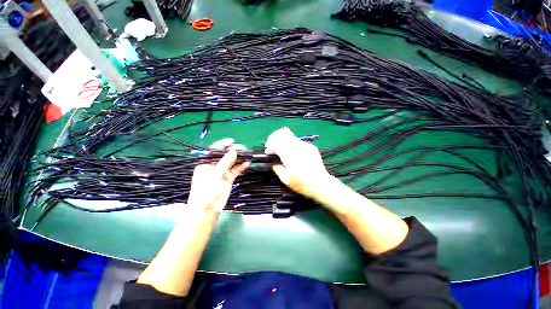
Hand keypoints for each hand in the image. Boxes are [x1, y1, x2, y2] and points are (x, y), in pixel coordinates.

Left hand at [187, 138, 249, 212]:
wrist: (208, 209)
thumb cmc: (206, 190)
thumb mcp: (214, 174)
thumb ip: (225, 162)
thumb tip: (233, 151)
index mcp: (206, 163)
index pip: (214, 150)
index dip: (223, 145)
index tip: (232, 141)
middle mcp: (214, 166)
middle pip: (225, 155)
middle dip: (233, 151)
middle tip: (243, 149)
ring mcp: (222, 172)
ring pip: (232, 162)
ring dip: (239, 158)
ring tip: (247, 154)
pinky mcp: (229, 178)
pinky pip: (236, 170)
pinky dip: (241, 166)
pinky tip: (247, 163)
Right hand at [265, 127, 331, 198]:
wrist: (321, 183)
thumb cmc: (302, 184)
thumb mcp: (285, 179)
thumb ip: (277, 168)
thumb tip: (272, 161)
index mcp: (290, 155)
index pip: (276, 143)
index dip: (270, 146)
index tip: (268, 152)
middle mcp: (297, 147)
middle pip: (283, 133)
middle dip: (274, 138)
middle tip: (272, 147)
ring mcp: (305, 145)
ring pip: (290, 135)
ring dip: (283, 140)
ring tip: (282, 150)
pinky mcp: (310, 147)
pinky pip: (298, 141)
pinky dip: (291, 144)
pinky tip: (293, 153)